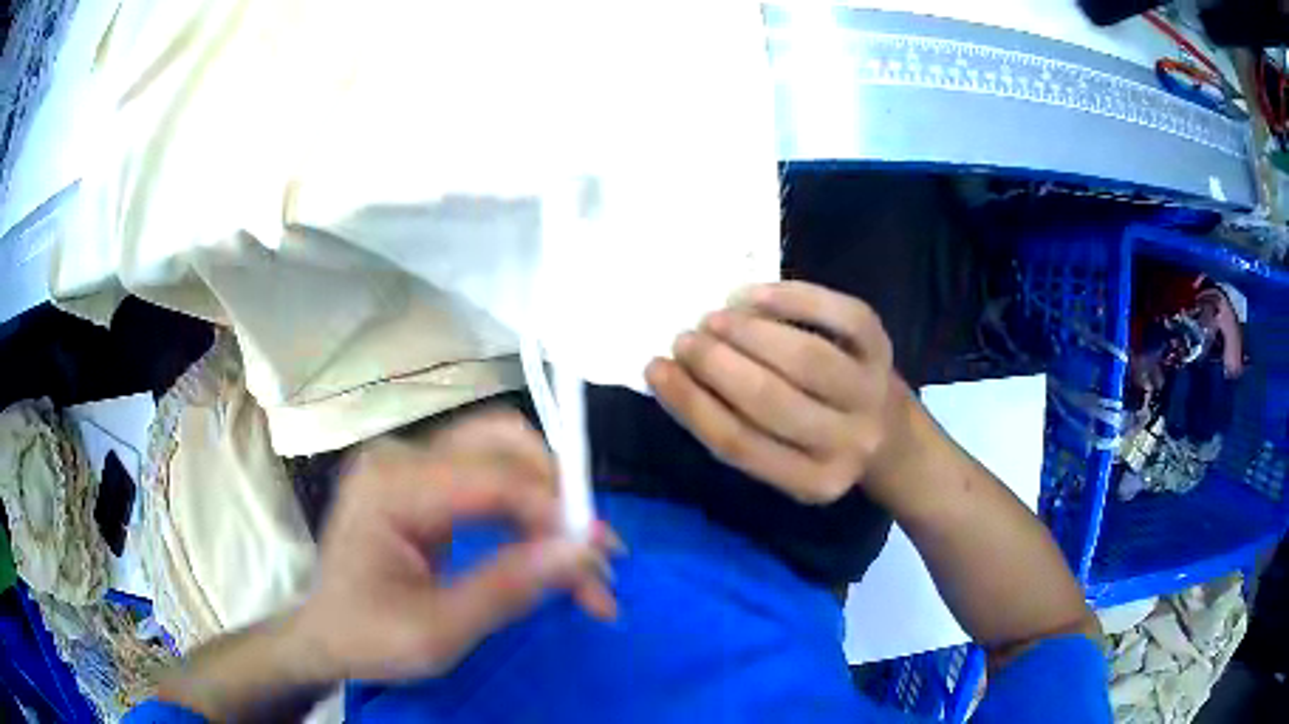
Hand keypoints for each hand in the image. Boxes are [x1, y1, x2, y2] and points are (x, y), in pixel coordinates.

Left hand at [292, 410, 616, 682]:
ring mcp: (411, 464)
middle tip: (594, 558)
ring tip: (581, 562)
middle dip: (560, 498)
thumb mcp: (437, 632)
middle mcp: (401, 458)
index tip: (601, 557)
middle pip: (502, 445)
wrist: (327, 634)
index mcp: (388, 488)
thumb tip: (582, 552)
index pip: (489, 478)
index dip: (554, 510)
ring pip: (506, 456)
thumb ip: (507, 589)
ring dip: (552, 504)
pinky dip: (530, 511)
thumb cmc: (368, 637)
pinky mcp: (424, 481)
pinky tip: (549, 549)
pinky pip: (493, 478)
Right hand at [645, 281, 909, 504]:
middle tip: (684, 339)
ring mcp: (870, 391)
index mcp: (812, 482)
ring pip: (805, 357)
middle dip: (717, 364)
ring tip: (712, 318)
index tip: (655, 368)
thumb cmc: (813, 440)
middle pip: (772, 400)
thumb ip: (734, 424)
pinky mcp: (882, 346)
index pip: (739, 444)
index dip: (690, 403)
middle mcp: (848, 442)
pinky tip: (750, 295)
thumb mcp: (779, 455)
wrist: (886, 428)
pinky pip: (839, 315)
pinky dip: (791, 298)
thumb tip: (675, 371)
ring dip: (748, 332)